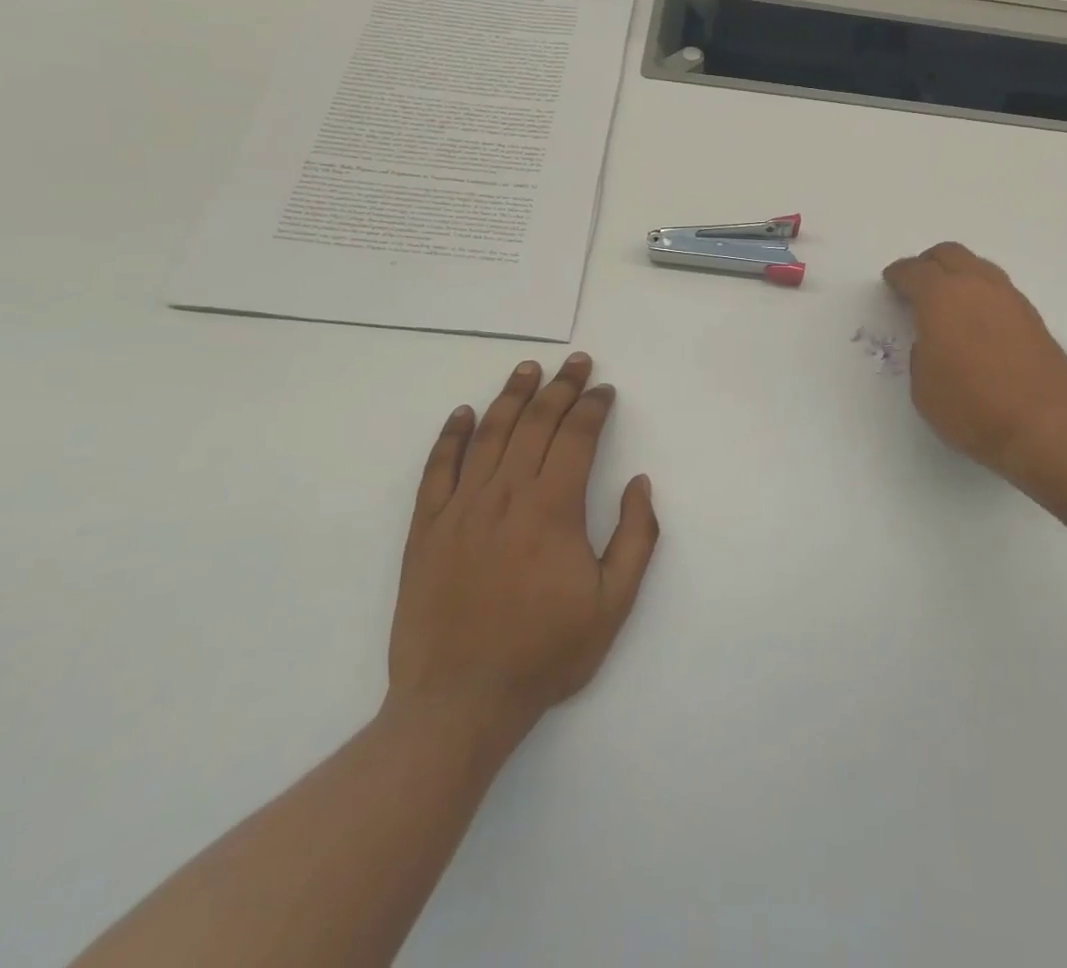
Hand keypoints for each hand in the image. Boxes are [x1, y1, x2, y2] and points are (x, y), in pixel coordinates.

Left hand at [386, 354, 658, 737]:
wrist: (458, 703)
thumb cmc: (544, 653)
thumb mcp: (612, 605)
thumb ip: (636, 539)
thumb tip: (640, 485)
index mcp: (552, 509)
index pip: (577, 437)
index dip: (594, 407)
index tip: (606, 391)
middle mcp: (506, 495)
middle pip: (536, 423)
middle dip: (561, 387)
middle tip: (577, 362)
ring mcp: (461, 508)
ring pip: (489, 434)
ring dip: (512, 396)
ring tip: (528, 368)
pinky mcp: (426, 529)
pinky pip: (438, 469)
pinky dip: (452, 436)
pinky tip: (463, 414)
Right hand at [883, 242, 1066, 489]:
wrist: (1045, 427)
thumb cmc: (972, 408)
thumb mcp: (924, 387)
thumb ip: (922, 353)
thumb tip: (935, 343)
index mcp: (942, 297)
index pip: (915, 272)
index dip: (899, 274)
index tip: (891, 280)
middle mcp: (977, 286)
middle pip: (950, 255)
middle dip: (929, 263)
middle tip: (917, 281)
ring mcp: (1011, 299)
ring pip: (979, 268)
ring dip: (960, 275)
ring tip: (949, 299)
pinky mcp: (1034, 318)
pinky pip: (999, 290)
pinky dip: (982, 294)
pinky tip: (978, 319)